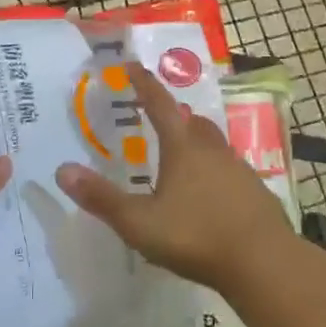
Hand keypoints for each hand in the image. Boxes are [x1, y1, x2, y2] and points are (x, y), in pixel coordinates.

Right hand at [57, 63, 301, 297]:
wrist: (264, 261)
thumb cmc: (196, 236)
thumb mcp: (139, 223)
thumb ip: (101, 198)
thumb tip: (61, 170)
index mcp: (182, 148)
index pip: (159, 105)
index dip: (143, 84)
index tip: (132, 65)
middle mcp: (212, 150)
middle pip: (191, 122)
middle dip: (173, 115)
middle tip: (158, 119)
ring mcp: (239, 169)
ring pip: (213, 145)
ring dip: (196, 143)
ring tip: (181, 158)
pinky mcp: (256, 191)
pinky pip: (230, 170)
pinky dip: (215, 172)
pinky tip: (210, 194)